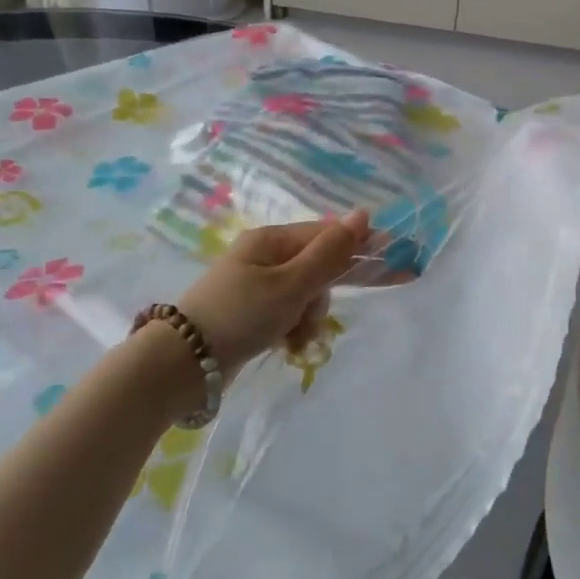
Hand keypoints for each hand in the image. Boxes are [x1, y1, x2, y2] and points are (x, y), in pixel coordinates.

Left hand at [178, 210, 368, 378]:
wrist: (183, 364)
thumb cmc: (240, 315)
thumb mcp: (291, 284)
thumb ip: (331, 252)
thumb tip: (363, 214)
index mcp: (272, 240)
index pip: (329, 235)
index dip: (362, 246)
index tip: (396, 259)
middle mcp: (266, 257)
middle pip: (319, 266)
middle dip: (326, 292)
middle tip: (344, 305)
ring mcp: (258, 285)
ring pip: (307, 294)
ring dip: (309, 316)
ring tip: (295, 337)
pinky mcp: (254, 312)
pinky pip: (290, 313)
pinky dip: (294, 329)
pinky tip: (287, 346)